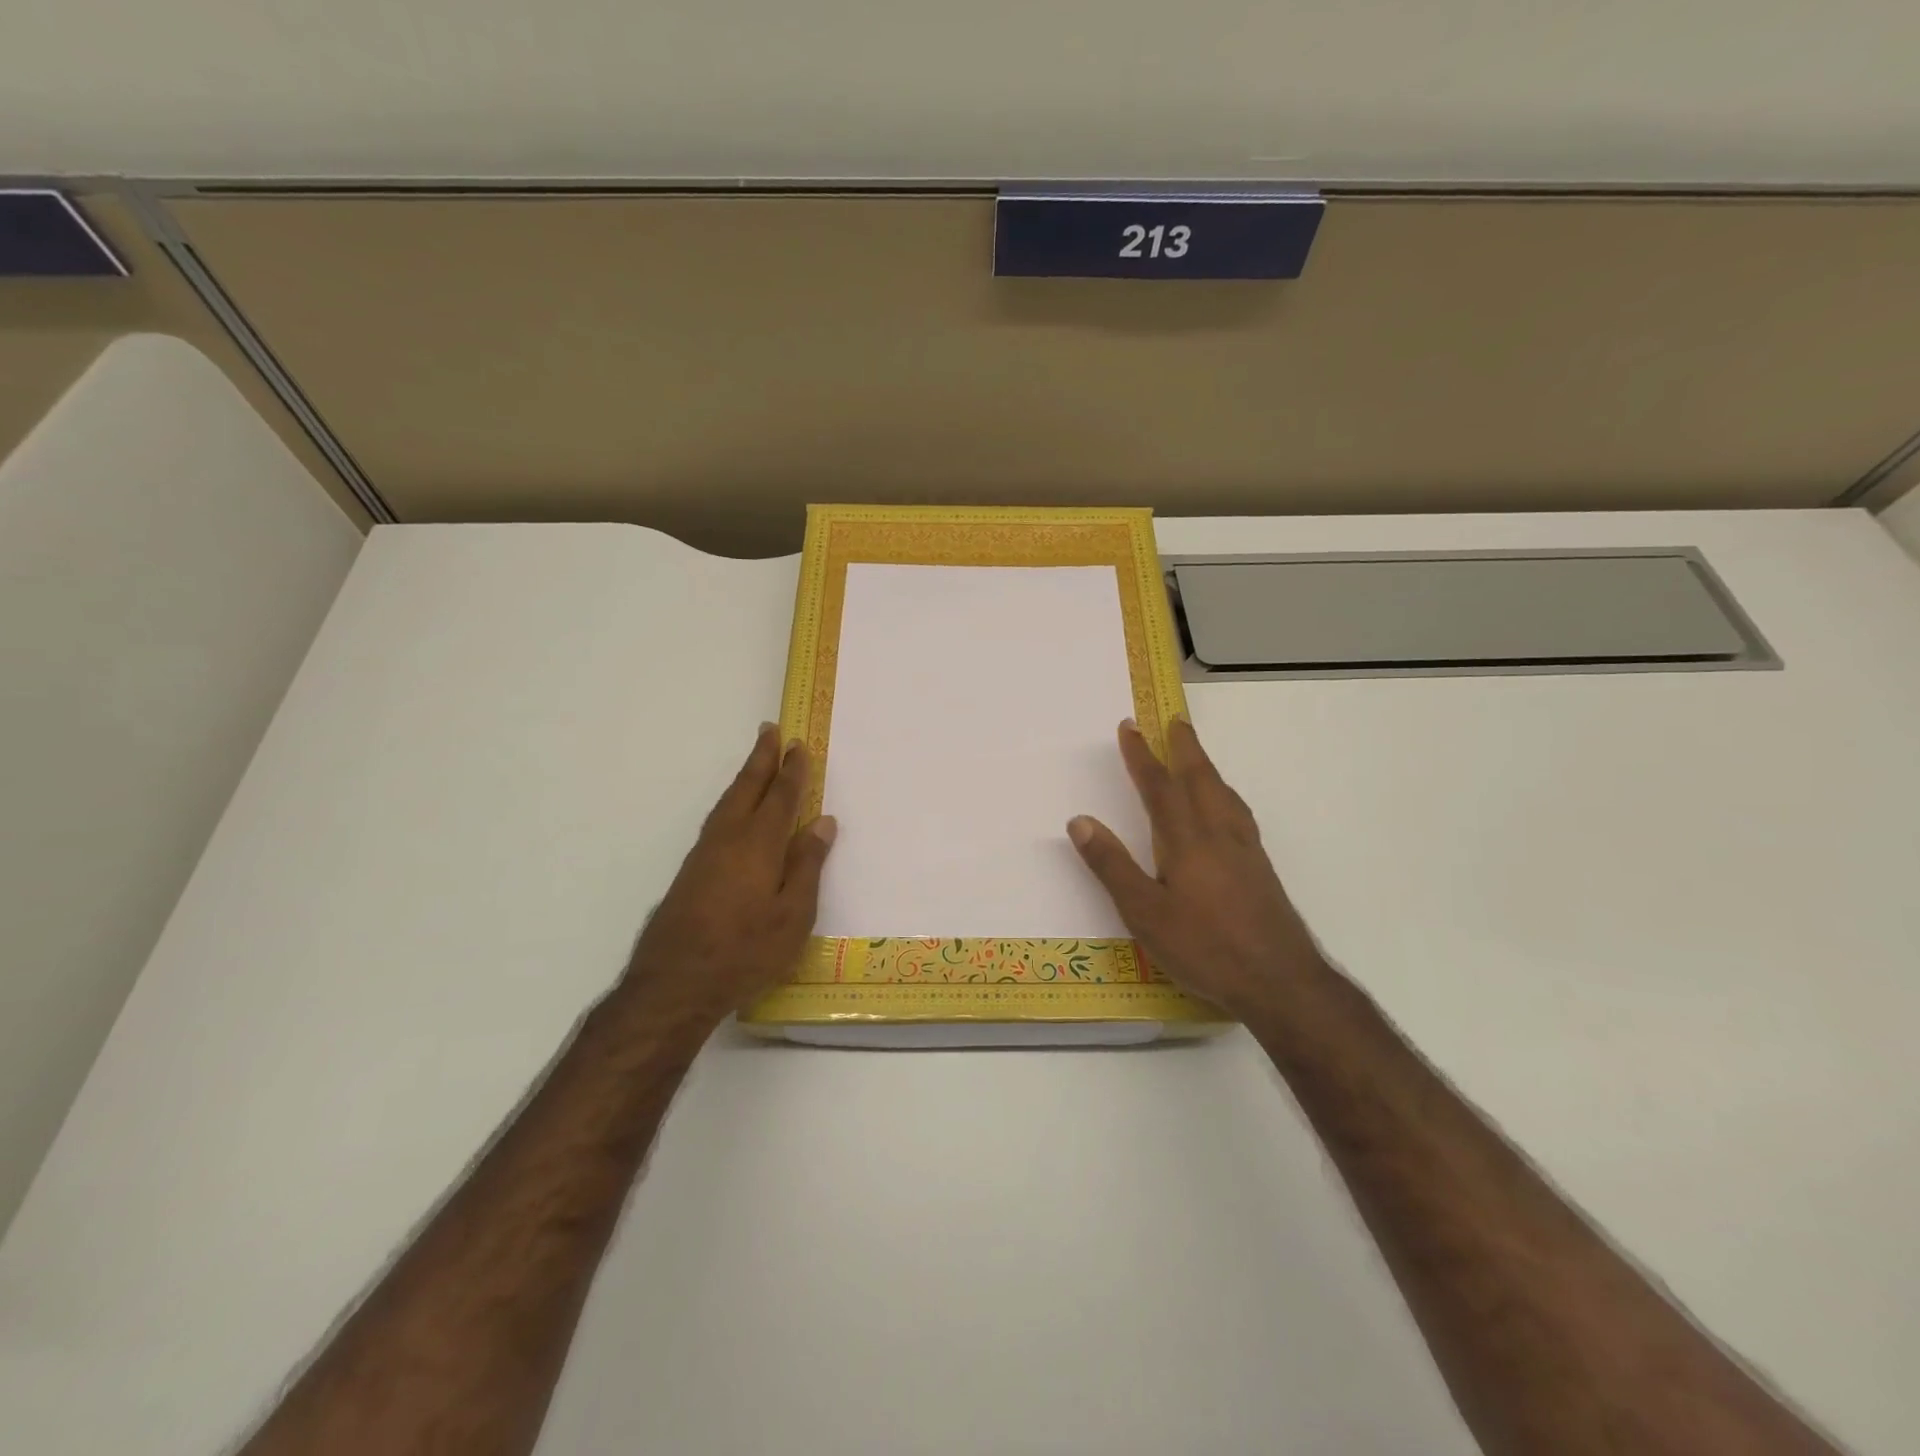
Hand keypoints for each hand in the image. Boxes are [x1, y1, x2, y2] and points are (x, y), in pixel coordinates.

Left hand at [624, 723, 835, 1021]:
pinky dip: (732, 801)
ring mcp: (704, 854)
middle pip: (747, 787)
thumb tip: (822, 823)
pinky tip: (735, 810)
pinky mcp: (691, 871)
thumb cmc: (745, 952)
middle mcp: (728, 838)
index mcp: (758, 844)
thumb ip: (807, 866)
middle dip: (761, 758)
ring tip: (756, 761)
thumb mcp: (793, 916)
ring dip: (745, 776)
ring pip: (727, 802)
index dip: (792, 771)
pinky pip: (717, 819)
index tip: (798, 744)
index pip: (781, 797)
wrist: (674, 984)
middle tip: (770, 730)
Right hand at [1068, 718, 1325, 1019]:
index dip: (1142, 756)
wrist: (1280, 982)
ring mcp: (1245, 851)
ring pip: (1224, 795)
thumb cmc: (1205, 948)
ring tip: (1197, 756)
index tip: (1130, 726)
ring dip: (1207, 768)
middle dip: (1184, 747)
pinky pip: (1239, 814)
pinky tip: (1226, 810)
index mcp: (1186, 841)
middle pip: (1200, 779)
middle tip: (1175, 720)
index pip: (1159, 787)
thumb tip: (1080, 820)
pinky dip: (1225, 795)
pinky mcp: (1261, 869)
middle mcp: (1218, 835)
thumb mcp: (1144, 913)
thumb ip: (1112, 866)